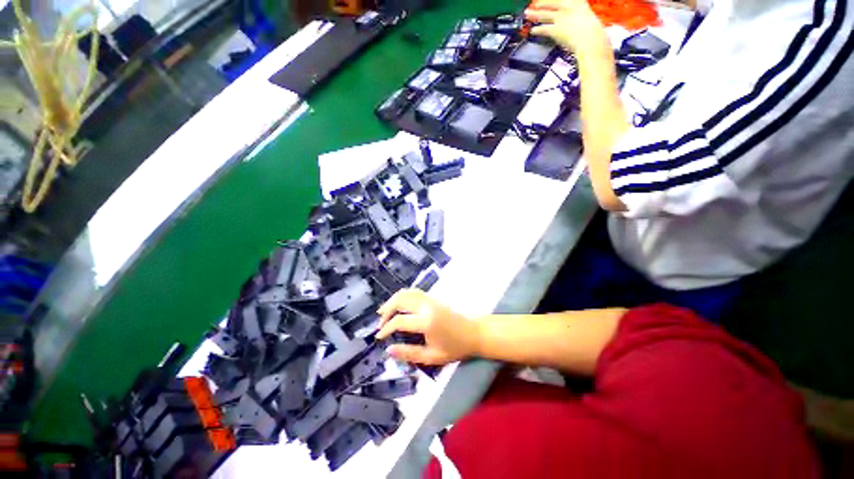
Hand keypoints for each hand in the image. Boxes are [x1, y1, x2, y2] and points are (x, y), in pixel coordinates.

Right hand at [376, 289, 479, 365]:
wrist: (474, 332)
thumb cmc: (455, 347)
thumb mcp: (432, 356)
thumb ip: (409, 353)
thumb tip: (389, 350)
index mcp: (426, 321)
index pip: (399, 321)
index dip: (386, 328)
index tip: (379, 337)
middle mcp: (426, 306)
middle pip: (400, 300)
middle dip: (386, 310)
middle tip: (380, 323)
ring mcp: (430, 299)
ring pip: (406, 292)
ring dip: (393, 300)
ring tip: (384, 311)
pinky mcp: (433, 297)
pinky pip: (413, 292)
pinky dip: (402, 296)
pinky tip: (399, 303)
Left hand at [525, 0, 606, 54]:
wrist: (590, 39)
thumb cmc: (592, 31)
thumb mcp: (586, 15)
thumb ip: (577, 14)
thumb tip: (572, 17)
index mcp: (578, 2)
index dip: (550, 0)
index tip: (545, 0)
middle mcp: (568, 6)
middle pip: (550, 2)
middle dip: (541, 3)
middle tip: (534, 4)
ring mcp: (561, 18)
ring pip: (544, 14)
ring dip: (534, 14)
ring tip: (528, 14)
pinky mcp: (555, 29)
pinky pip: (544, 29)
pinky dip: (537, 30)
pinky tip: (533, 30)